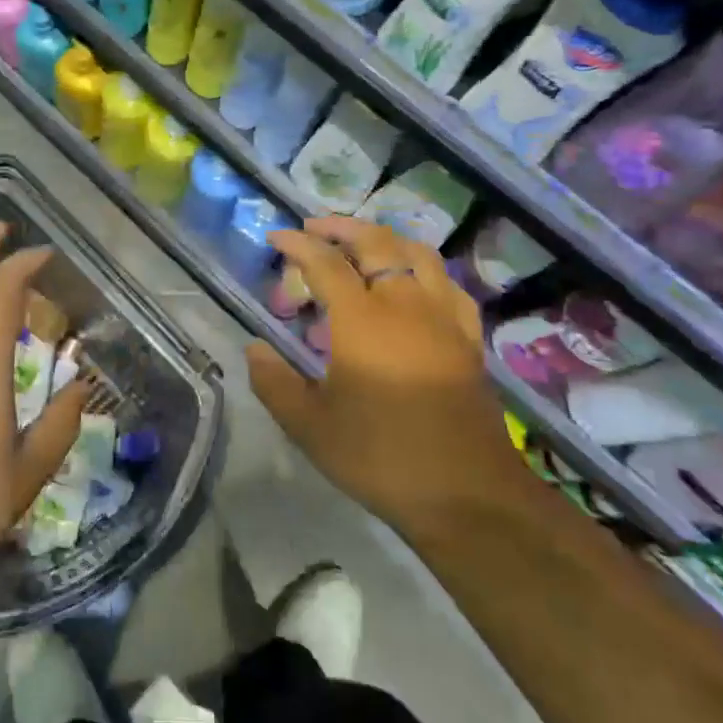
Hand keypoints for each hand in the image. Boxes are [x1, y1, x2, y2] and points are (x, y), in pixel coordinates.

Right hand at [246, 217, 518, 531]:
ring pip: (417, 254)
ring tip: (361, 242)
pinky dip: (423, 268)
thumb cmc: (380, 457)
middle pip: (376, 243)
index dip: (297, 245)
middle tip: (314, 227)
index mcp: (362, 320)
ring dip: (384, 238)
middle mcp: (405, 305)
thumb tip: (253, 348)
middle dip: (341, 227)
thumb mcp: (310, 426)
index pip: (325, 263)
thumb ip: (274, 382)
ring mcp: (443, 318)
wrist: (468, 495)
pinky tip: (414, 281)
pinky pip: (447, 284)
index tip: (275, 237)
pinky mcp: (468, 338)